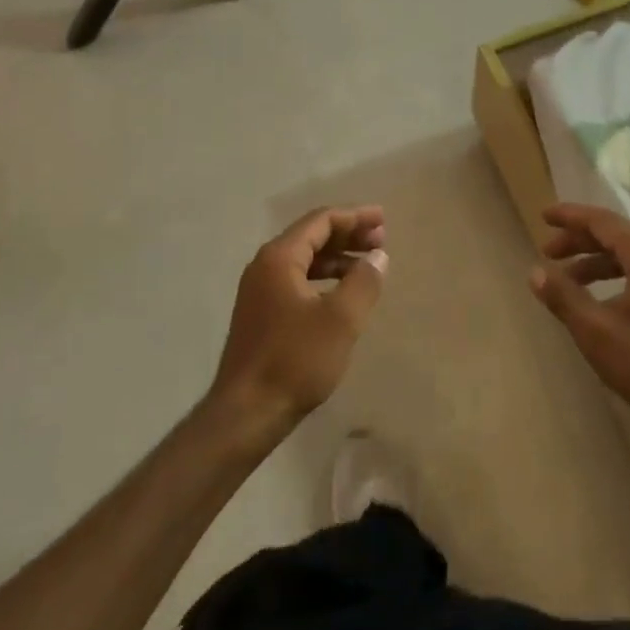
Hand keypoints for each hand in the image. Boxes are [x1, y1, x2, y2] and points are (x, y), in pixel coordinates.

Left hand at [208, 206, 387, 436]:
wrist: (246, 413)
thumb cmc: (295, 360)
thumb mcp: (340, 320)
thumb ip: (363, 281)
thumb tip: (377, 256)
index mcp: (279, 258)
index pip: (321, 221)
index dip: (355, 216)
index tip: (383, 219)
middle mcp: (265, 266)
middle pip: (311, 236)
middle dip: (348, 234)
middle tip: (381, 239)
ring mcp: (259, 291)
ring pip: (304, 259)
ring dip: (337, 257)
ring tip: (368, 264)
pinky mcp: (261, 314)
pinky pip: (297, 280)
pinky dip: (324, 278)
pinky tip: (342, 293)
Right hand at [531, 203, 629, 440]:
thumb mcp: (596, 330)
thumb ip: (563, 296)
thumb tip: (535, 271)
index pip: (603, 221)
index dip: (571, 217)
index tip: (543, 216)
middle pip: (616, 236)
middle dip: (579, 241)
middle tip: (547, 252)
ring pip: (629, 257)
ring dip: (595, 262)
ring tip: (565, 280)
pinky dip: (613, 278)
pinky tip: (597, 300)